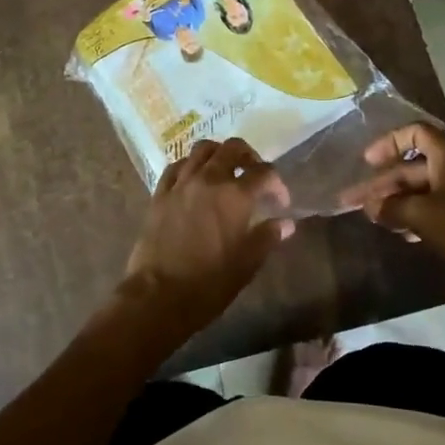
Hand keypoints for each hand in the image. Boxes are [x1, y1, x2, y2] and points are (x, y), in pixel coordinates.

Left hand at [122, 139, 293, 332]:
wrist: (158, 296)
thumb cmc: (208, 284)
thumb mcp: (246, 264)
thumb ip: (267, 237)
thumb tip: (285, 223)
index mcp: (235, 196)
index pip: (265, 173)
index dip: (278, 184)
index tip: (280, 202)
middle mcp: (209, 179)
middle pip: (233, 148)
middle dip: (249, 157)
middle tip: (254, 175)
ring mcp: (181, 183)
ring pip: (203, 149)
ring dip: (219, 154)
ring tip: (225, 171)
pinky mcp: (160, 193)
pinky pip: (176, 166)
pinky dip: (190, 165)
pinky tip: (194, 179)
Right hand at [341, 123, 444, 281]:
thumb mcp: (422, 215)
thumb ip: (391, 207)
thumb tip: (370, 206)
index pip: (415, 133)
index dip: (389, 143)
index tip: (367, 162)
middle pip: (413, 167)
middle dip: (383, 184)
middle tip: (353, 202)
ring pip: (421, 191)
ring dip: (396, 202)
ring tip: (372, 218)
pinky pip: (434, 209)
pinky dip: (413, 216)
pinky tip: (399, 233)